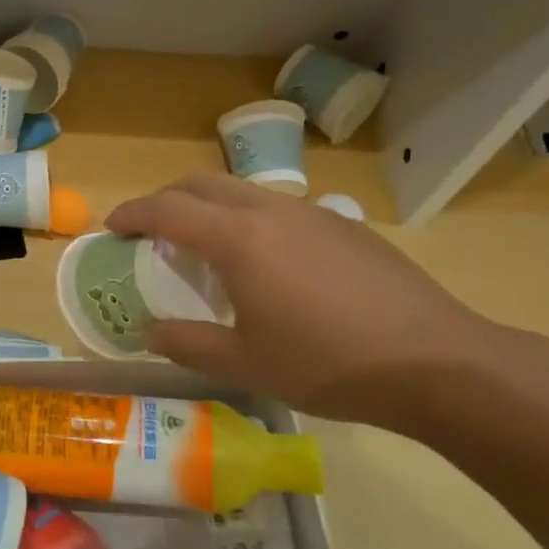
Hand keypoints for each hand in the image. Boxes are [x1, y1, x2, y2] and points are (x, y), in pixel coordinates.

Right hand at [106, 175, 506, 429]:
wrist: (439, 363)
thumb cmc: (328, 363)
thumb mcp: (246, 363)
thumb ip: (188, 343)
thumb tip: (150, 333)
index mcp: (239, 239)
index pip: (167, 210)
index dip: (132, 214)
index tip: (110, 226)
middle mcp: (271, 211)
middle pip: (202, 184)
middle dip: (166, 199)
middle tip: (149, 231)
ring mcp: (313, 214)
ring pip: (243, 191)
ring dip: (209, 207)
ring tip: (204, 248)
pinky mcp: (345, 226)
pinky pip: (279, 208)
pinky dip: (249, 220)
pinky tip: (266, 264)